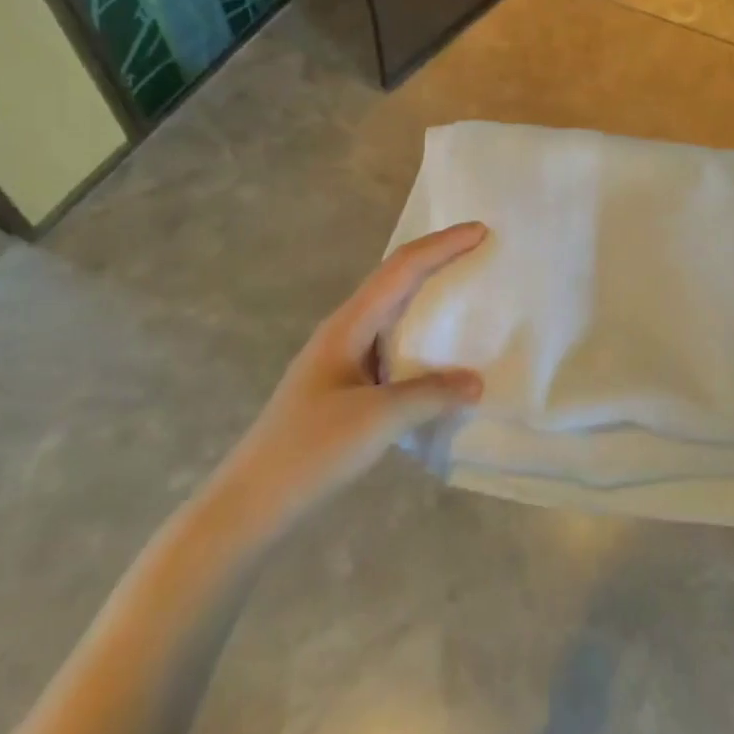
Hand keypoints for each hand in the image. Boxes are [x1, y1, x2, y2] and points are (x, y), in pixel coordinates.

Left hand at [221, 222, 487, 529]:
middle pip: (395, 278)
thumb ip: (431, 394)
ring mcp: (341, 357)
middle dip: (436, 258)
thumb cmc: (311, 450)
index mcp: (348, 324)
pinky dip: (418, 333)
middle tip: (478, 250)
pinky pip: (389, 342)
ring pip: (391, 309)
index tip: (481, 231)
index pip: (402, 269)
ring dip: (426, 292)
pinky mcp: (343, 385)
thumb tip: (477, 381)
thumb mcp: (377, 419)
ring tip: (464, 290)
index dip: (442, 246)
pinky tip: (436, 352)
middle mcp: (344, 330)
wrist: (252, 501)